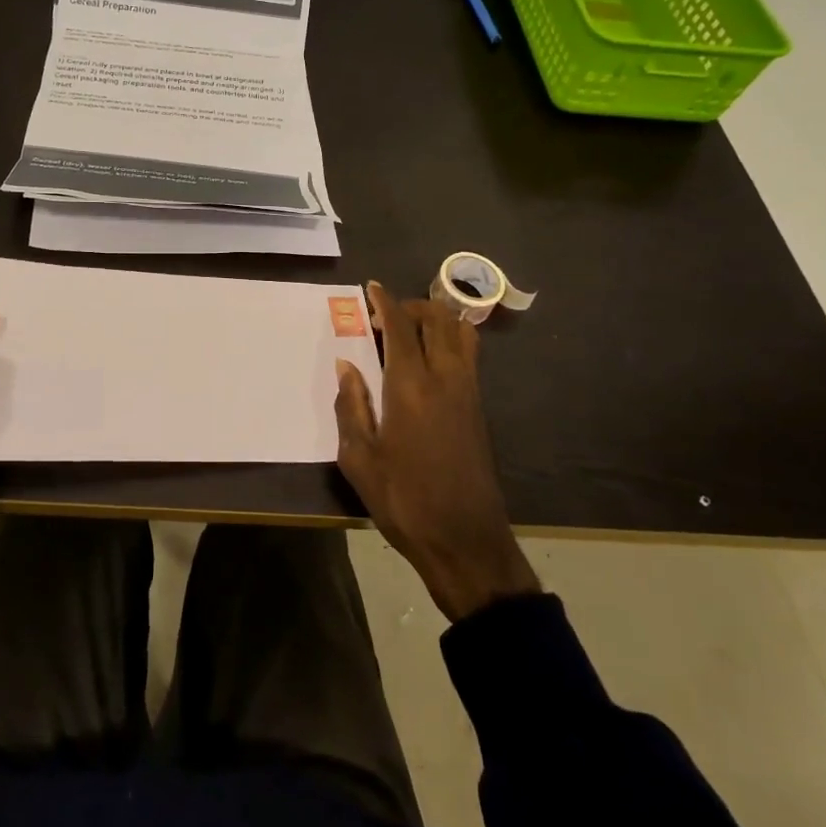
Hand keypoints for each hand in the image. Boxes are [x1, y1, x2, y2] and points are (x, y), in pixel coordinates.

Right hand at [334, 282, 539, 621]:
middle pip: (437, 319)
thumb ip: (350, 406)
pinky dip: (449, 340)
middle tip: (383, 318)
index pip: (400, 327)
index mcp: (410, 387)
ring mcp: (468, 391)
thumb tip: (346, 367)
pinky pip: (468, 355)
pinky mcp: (479, 407)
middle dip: (410, 306)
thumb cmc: (403, 500)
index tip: (371, 288)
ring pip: (460, 332)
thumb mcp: (359, 458)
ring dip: (435, 320)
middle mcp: (445, 378)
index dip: (385, 302)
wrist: (464, 538)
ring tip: (408, 333)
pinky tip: (427, 361)